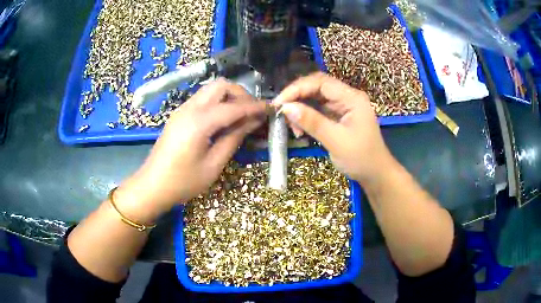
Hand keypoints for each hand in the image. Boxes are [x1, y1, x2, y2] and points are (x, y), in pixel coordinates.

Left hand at [116, 79, 266, 222]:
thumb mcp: (213, 165)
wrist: (152, 186)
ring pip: (211, 89)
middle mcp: (190, 108)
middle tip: (252, 113)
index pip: (234, 106)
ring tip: (241, 116)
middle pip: (221, 85)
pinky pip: (202, 99)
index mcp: (199, 122)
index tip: (271, 109)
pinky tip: (223, 120)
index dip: (255, 107)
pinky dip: (217, 103)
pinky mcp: (179, 115)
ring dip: (229, 97)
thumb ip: (234, 138)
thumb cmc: (183, 182)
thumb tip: (253, 121)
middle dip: (241, 94)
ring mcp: (182, 109)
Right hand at [273, 72, 393, 184]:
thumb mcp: (336, 141)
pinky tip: (300, 130)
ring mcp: (343, 106)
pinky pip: (318, 110)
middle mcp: (347, 97)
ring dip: (300, 109)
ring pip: (315, 98)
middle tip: (281, 112)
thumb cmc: (361, 158)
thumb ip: (312, 122)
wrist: (375, 174)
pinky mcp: (338, 116)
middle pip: (317, 87)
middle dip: (297, 97)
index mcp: (352, 98)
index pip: (321, 82)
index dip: (297, 88)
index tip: (279, 103)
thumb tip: (286, 108)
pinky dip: (306, 118)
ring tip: (293, 127)